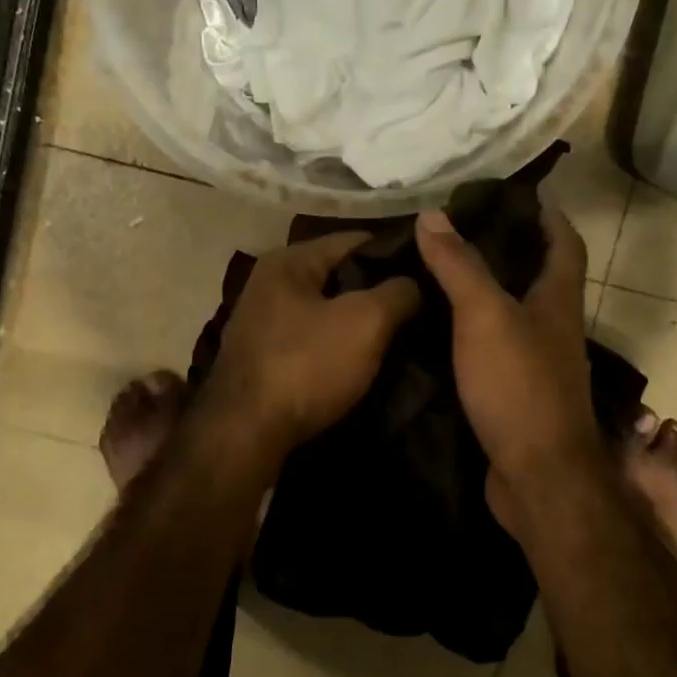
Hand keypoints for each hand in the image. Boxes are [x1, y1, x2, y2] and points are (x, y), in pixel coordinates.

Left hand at [205, 231, 420, 457]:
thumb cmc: (306, 365)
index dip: (396, 253)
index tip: (431, 272)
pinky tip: (366, 361)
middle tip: (421, 307)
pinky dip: (339, 346)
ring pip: (328, 310)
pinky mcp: (265, 358)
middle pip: (340, 276)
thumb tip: (414, 283)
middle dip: (378, 290)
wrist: (245, 435)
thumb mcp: (366, 322)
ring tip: (402, 335)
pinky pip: (314, 339)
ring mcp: (263, 322)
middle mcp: (270, 284)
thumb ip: (398, 292)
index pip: (355, 241)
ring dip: (360, 322)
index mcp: (289, 261)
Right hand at [414, 204, 607, 513]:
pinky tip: (439, 329)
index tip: (516, 193)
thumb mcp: (484, 315)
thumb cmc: (519, 385)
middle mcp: (555, 327)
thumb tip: (432, 213)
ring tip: (441, 271)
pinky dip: (472, 332)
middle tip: (460, 229)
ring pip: (513, 313)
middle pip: (538, 276)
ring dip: (486, 291)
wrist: (537, 476)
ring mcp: (538, 364)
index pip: (565, 243)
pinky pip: (494, 348)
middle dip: (508, 249)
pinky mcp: (517, 394)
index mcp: (558, 299)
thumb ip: (459, 265)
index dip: (548, 215)